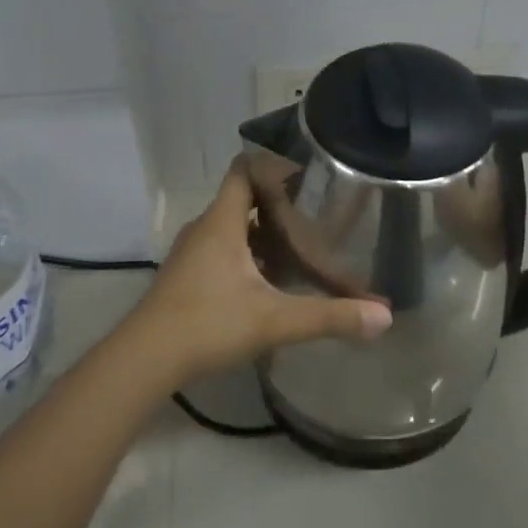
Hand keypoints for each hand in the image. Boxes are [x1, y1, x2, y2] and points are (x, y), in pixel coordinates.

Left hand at [119, 159, 392, 390]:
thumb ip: (329, 316)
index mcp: (222, 222)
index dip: (273, 165)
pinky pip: (223, 252)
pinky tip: (271, 281)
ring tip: (302, 244)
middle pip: (242, 199)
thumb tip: (384, 315)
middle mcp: (205, 230)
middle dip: (279, 204)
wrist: (142, 361)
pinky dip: (248, 257)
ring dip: (263, 233)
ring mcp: (192, 255)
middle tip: (318, 213)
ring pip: (233, 229)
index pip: (244, 170)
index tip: (308, 174)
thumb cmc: (207, 324)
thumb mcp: (274, 320)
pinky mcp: (187, 278)